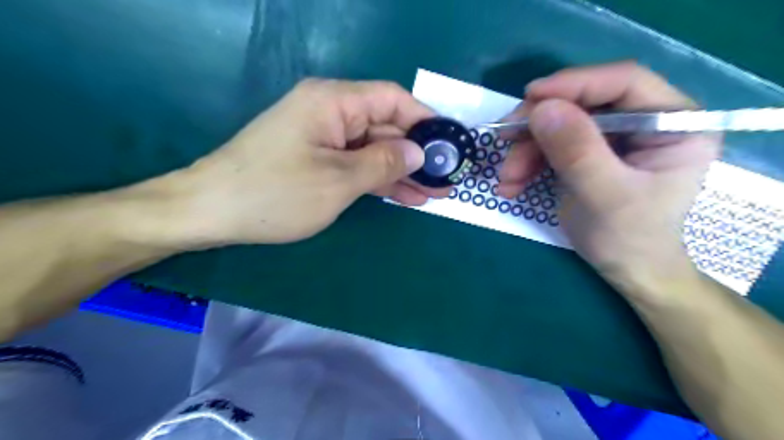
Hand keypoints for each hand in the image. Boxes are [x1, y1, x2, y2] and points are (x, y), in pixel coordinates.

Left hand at [162, 78, 442, 246]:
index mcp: (334, 102)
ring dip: (400, 171)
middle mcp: (330, 112)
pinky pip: (355, 164)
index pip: (392, 99)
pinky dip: (377, 179)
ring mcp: (322, 137)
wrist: (212, 212)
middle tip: (445, 179)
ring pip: (372, 149)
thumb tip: (417, 152)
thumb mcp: (339, 180)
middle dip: (415, 154)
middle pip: (384, 126)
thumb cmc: (276, 193)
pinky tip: (403, 196)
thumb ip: (383, 163)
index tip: (448, 144)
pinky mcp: (316, 159)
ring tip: (432, 194)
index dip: (424, 119)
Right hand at [499, 62, 717, 299]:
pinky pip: (549, 146)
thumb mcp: (606, 196)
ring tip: (506, 180)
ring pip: (558, 125)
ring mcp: (612, 137)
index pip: (624, 82)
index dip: (575, 84)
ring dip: (525, 150)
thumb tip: (542, 109)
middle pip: (582, 103)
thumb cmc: (630, 238)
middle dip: (538, 126)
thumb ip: (578, 152)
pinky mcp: (587, 153)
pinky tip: (511, 186)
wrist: (625, 269)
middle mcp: (643, 121)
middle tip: (504, 142)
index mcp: (673, 122)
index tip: (530, 97)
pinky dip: (526, 163)